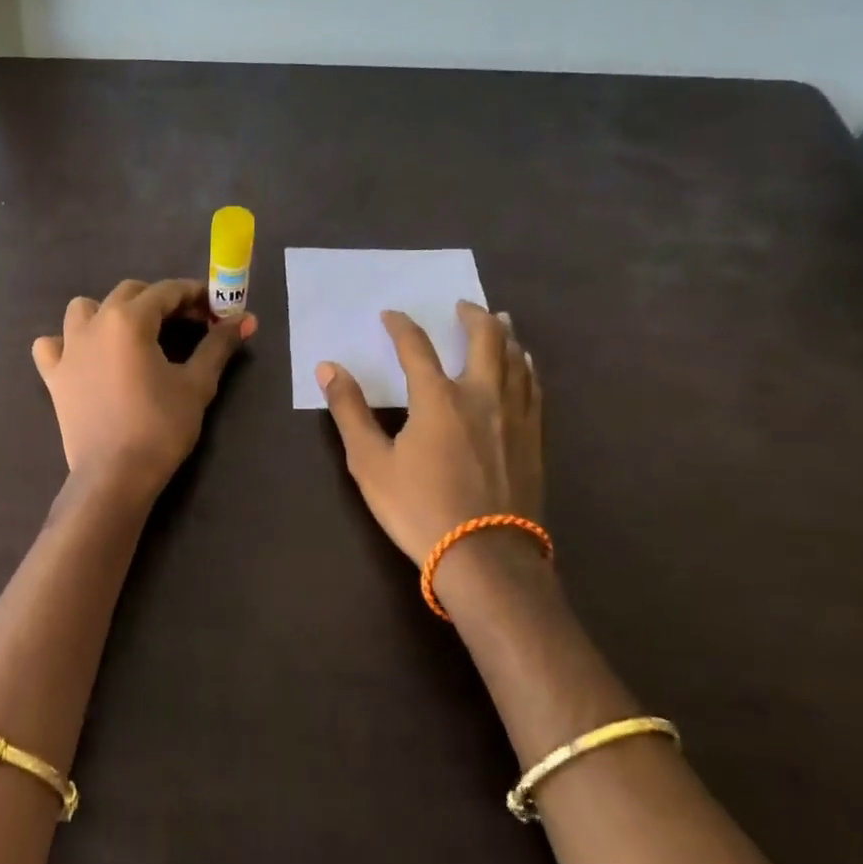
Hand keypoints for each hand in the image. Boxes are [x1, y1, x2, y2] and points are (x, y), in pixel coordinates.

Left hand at [33, 279, 256, 496]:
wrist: (115, 475)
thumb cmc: (161, 427)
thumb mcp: (197, 384)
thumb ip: (218, 345)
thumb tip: (246, 319)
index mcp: (129, 319)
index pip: (166, 292)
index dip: (195, 296)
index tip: (215, 309)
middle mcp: (94, 323)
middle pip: (129, 293)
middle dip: (160, 301)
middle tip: (187, 324)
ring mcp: (68, 348)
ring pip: (84, 309)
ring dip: (111, 312)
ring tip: (133, 335)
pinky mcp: (53, 375)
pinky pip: (52, 345)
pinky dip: (67, 343)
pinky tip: (85, 357)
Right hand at [316, 302, 542, 563]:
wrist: (486, 558)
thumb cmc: (420, 509)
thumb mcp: (370, 463)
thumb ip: (349, 411)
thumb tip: (328, 368)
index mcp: (438, 398)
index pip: (417, 346)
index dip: (401, 326)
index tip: (391, 315)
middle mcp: (482, 395)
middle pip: (485, 339)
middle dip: (473, 316)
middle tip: (463, 305)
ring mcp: (514, 417)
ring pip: (517, 360)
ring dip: (506, 335)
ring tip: (500, 322)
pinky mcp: (534, 439)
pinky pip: (534, 388)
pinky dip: (527, 367)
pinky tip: (525, 367)